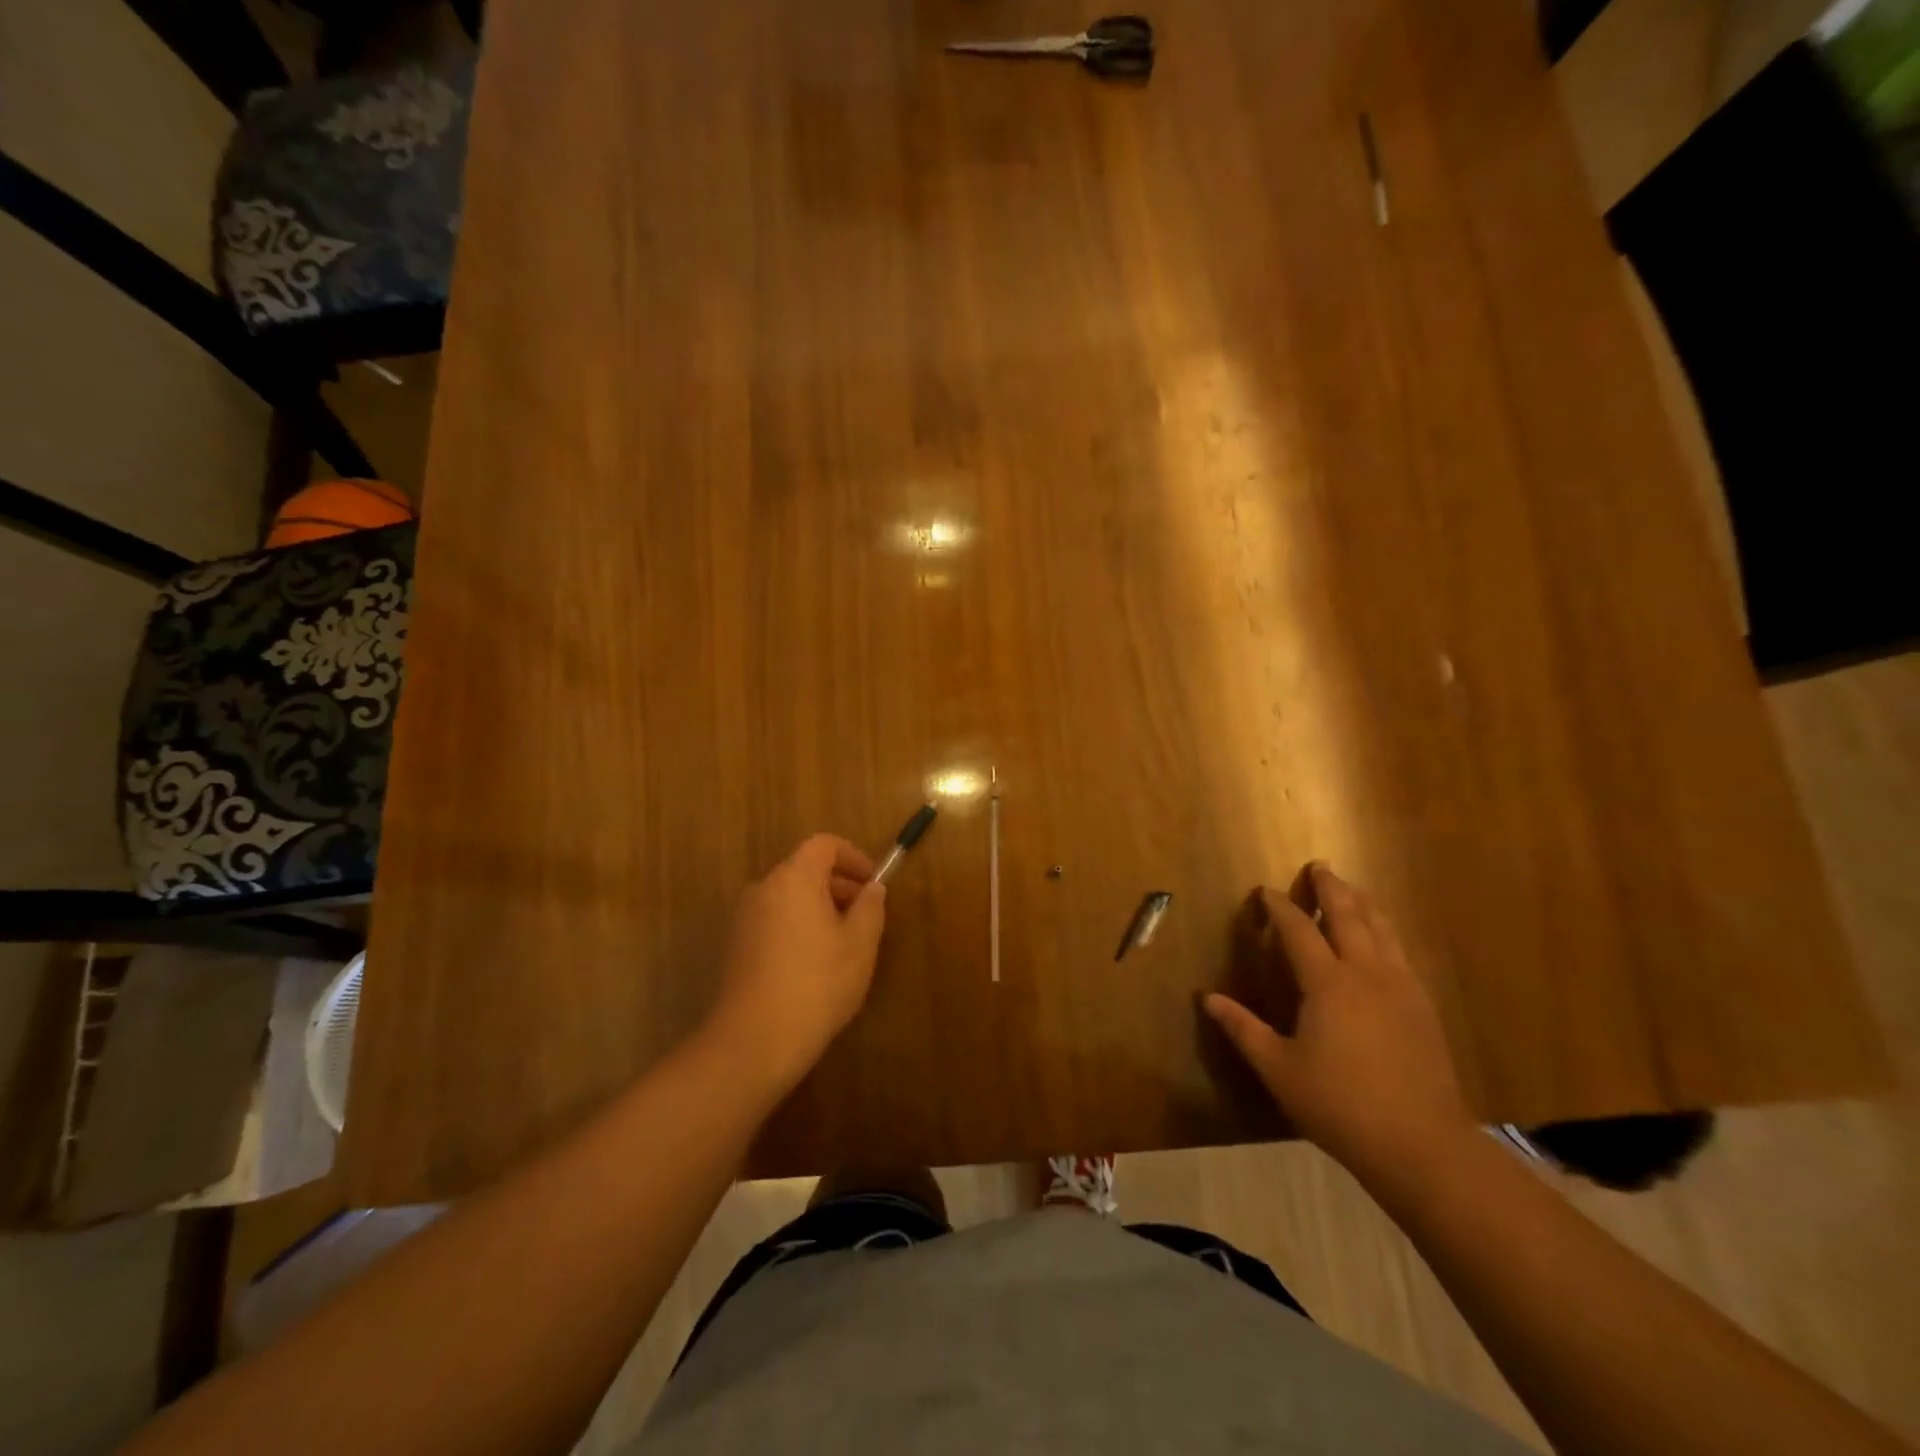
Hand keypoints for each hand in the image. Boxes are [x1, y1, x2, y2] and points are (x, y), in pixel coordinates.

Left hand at [704, 834, 887, 1096]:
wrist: (754, 1041)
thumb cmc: (817, 984)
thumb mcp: (859, 945)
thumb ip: (870, 908)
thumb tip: (872, 888)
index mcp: (794, 878)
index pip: (824, 845)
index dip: (853, 856)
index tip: (873, 882)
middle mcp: (763, 888)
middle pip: (804, 869)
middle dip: (838, 884)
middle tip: (865, 913)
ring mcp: (744, 918)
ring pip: (788, 897)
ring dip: (818, 907)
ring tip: (843, 941)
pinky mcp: (735, 946)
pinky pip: (773, 920)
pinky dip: (797, 925)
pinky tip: (814, 963)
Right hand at [1204, 863, 1475, 1186]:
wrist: (1422, 1145)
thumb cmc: (1339, 1104)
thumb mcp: (1278, 1068)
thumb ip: (1243, 1028)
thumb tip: (1207, 998)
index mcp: (1328, 984)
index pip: (1298, 930)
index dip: (1279, 907)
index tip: (1265, 891)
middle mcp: (1366, 974)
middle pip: (1349, 916)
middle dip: (1331, 888)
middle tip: (1320, 866)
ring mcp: (1401, 988)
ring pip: (1382, 930)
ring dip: (1363, 903)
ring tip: (1352, 888)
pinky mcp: (1423, 1007)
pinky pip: (1401, 953)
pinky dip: (1386, 932)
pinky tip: (1383, 939)